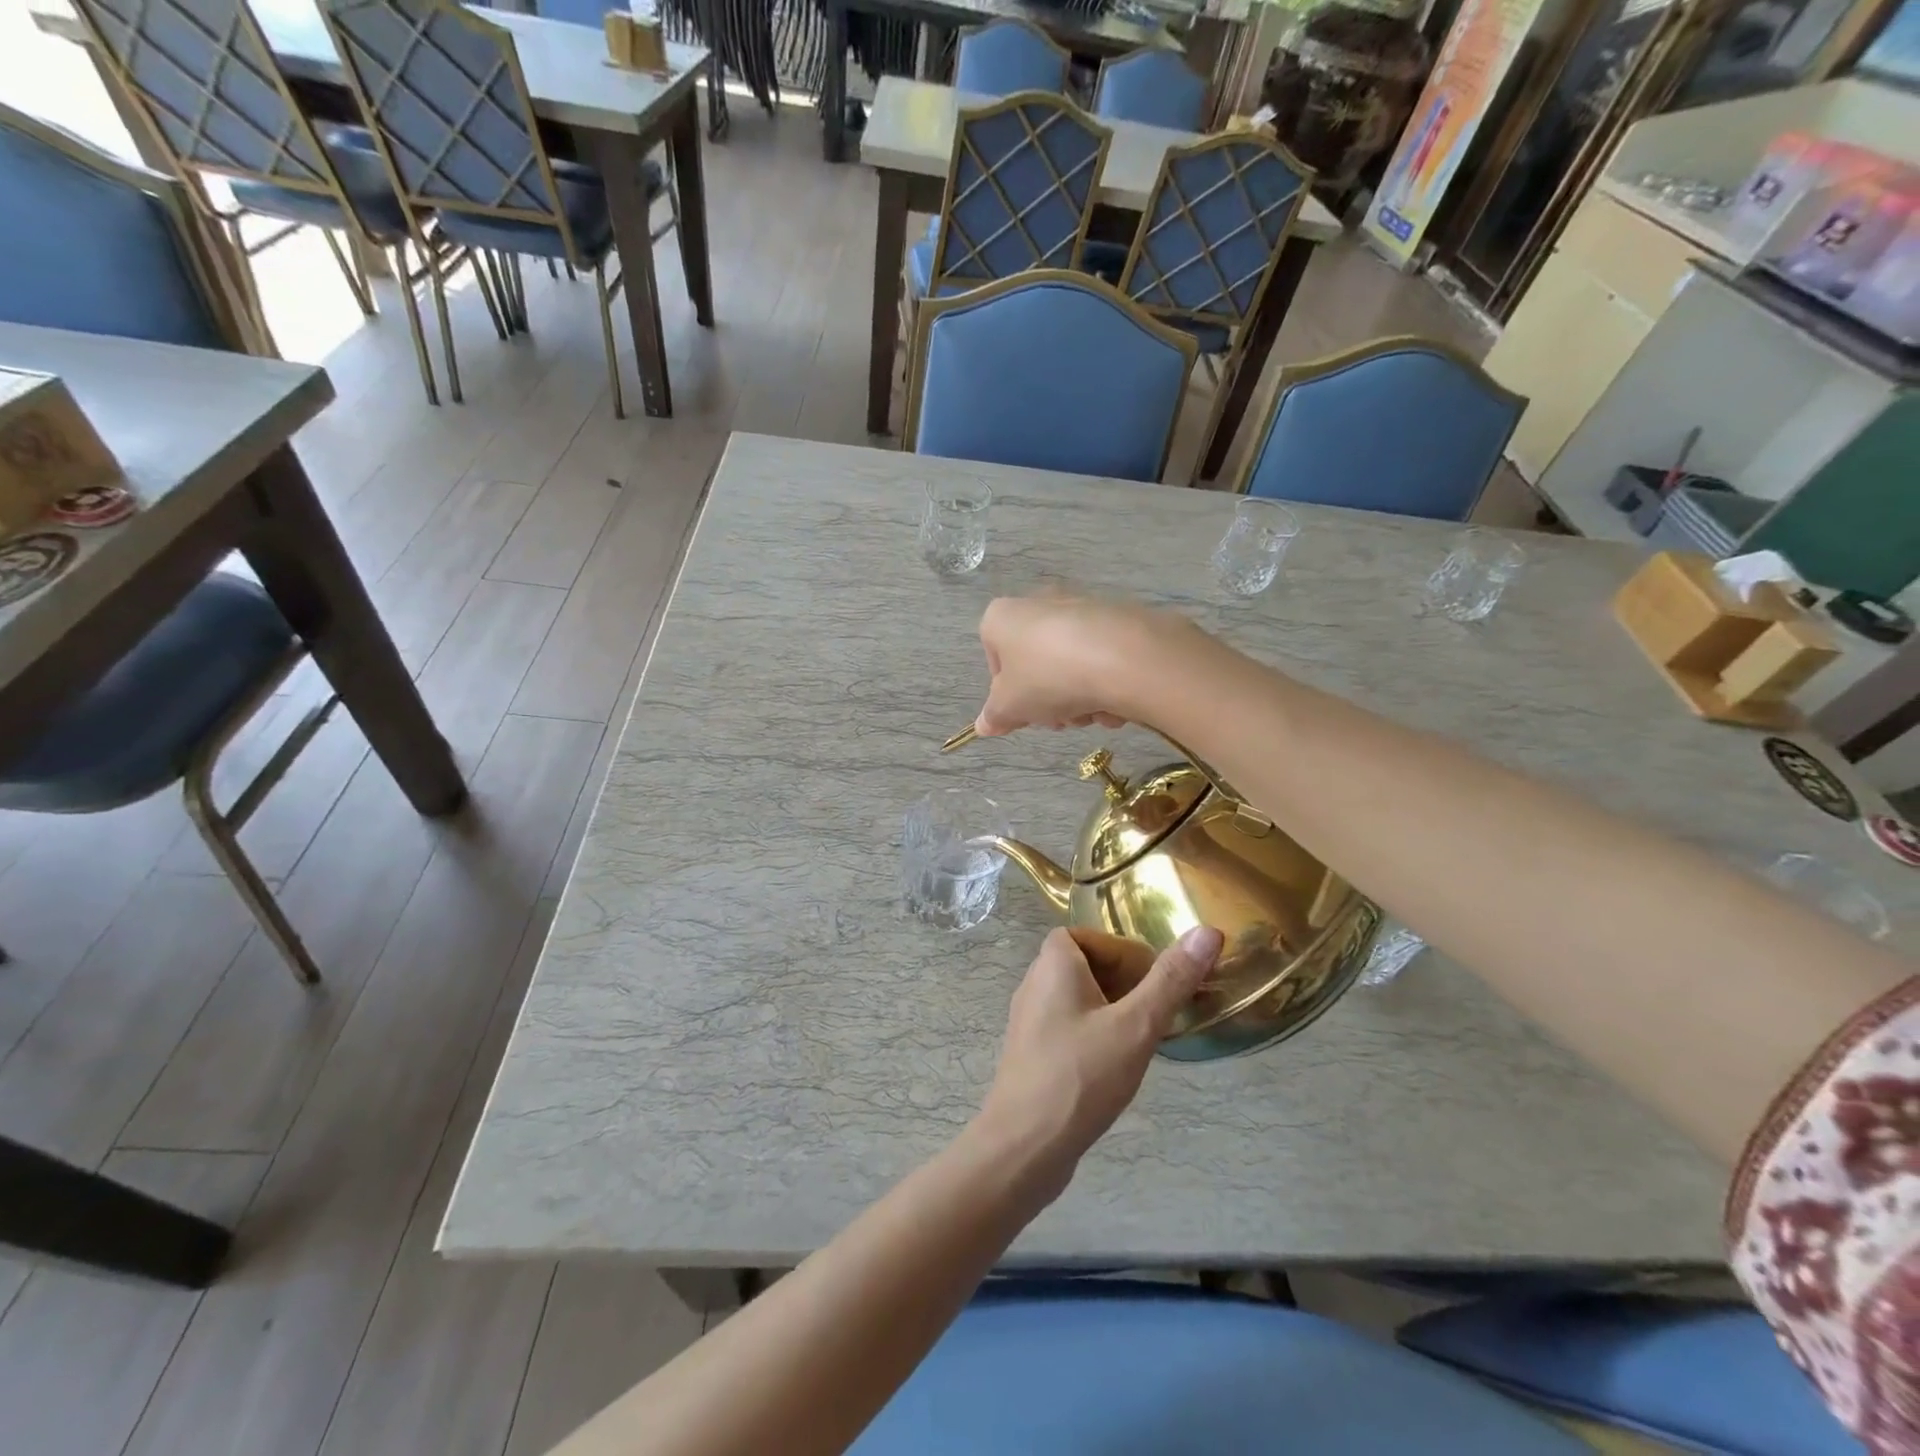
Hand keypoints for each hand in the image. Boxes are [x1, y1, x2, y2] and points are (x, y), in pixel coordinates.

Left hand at [973, 925, 1222, 1202]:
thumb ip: (1171, 979)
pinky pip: (1068, 1028)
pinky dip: (1095, 1035)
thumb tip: (1208, 930)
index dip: (1120, 951)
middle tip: (1155, 1011)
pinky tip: (1115, 1068)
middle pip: (1083, 965)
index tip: (1151, 979)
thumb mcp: (1136, 1025)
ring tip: (1142, 1040)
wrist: (1024, 1147)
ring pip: (1078, 1000)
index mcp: (1053, 964)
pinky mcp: (1032, 1054)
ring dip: (1112, 1011)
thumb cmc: (1081, 1076)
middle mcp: (1034, 984)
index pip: (1086, 936)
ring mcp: (1029, 1021)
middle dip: (1123, 982)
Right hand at [974, 597, 1194, 736]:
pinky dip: (1107, 682)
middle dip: (1048, 699)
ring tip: (1092, 712)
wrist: (1124, 656)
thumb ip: (994, 716)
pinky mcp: (1118, 618)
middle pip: (1036, 665)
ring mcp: (1081, 607)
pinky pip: (1103, 658)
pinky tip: (1117, 701)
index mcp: (1003, 617)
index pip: (994, 660)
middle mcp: (1039, 603)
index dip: (1008, 694)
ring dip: (1079, 698)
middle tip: (1061, 719)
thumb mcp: (1010, 707)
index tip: (1025, 715)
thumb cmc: (1048, 677)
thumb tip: (983, 726)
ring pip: (1071, 665)